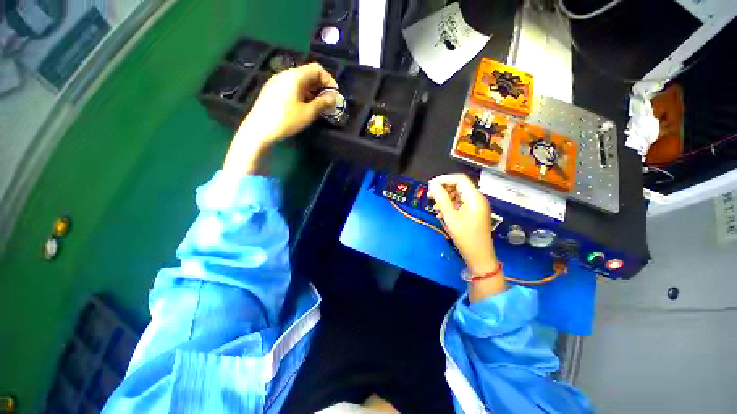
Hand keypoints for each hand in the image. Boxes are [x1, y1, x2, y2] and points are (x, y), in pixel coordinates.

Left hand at [224, 63, 337, 173]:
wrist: (255, 132)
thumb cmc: (284, 120)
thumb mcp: (307, 113)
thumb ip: (323, 103)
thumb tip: (333, 98)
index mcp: (295, 75)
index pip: (317, 68)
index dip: (328, 79)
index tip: (333, 94)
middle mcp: (284, 74)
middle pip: (307, 73)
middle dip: (319, 85)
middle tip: (325, 100)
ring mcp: (274, 82)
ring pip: (297, 80)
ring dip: (309, 90)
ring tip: (314, 105)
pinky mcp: (268, 91)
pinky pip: (287, 86)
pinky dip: (297, 92)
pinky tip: (299, 106)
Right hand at [428, 174, 498, 275]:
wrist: (480, 256)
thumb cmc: (466, 238)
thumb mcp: (451, 218)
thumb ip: (442, 199)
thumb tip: (433, 185)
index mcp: (475, 197)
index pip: (460, 179)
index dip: (444, 179)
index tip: (431, 185)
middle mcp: (479, 199)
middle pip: (460, 186)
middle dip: (444, 189)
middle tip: (430, 196)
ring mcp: (478, 206)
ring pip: (460, 195)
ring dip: (447, 198)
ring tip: (434, 206)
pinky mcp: (476, 213)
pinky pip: (463, 203)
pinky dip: (452, 205)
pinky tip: (442, 213)